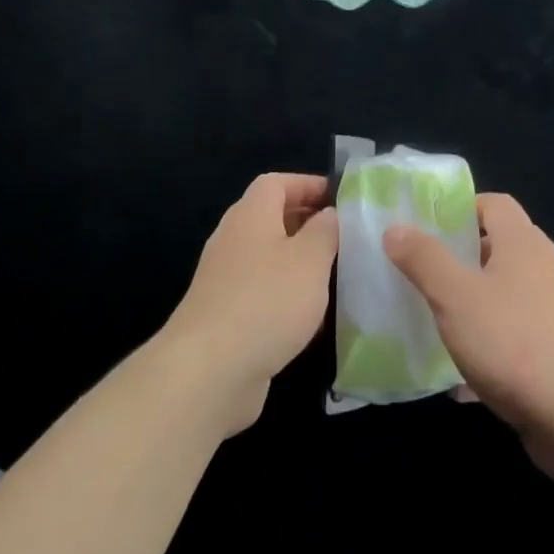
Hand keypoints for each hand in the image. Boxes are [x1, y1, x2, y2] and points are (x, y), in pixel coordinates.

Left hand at [164, 173, 338, 436]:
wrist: (209, 371)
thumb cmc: (267, 301)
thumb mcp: (310, 259)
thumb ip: (325, 231)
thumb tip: (329, 214)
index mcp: (251, 215)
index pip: (277, 182)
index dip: (308, 184)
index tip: (341, 199)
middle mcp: (233, 240)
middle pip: (271, 218)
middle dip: (307, 223)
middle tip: (344, 237)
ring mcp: (225, 279)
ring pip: (267, 257)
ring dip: (299, 262)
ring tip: (335, 274)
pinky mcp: (224, 316)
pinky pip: (261, 292)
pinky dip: (286, 295)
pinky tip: (310, 317)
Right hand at [385, 193, 553, 475]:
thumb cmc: (512, 342)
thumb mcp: (454, 297)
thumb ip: (424, 259)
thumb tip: (396, 228)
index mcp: (523, 243)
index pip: (494, 203)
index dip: (461, 209)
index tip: (428, 230)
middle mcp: (546, 267)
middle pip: (501, 247)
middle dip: (463, 258)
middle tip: (426, 275)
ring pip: (509, 293)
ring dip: (476, 303)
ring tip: (440, 322)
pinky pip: (518, 334)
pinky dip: (493, 344)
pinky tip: (464, 377)